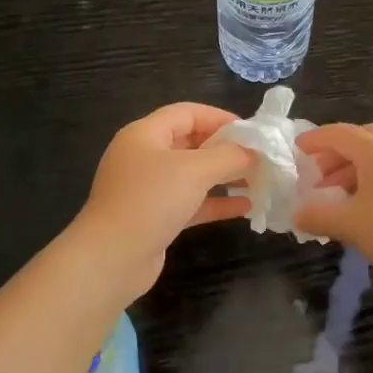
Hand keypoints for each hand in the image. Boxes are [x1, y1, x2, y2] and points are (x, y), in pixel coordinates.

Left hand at [71, 103, 257, 297]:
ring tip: (258, 181)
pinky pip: (190, 202)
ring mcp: (148, 189)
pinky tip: (244, 208)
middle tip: (259, 158)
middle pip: (190, 143)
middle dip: (226, 150)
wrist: (112, 258)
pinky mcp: (154, 218)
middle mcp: (144, 157)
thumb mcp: (195, 170)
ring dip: (224, 177)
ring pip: (192, 175)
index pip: (187, 113)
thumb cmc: (151, 201)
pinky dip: (215, 202)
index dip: (220, 118)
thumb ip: (229, 156)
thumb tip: (253, 153)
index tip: (252, 132)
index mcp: (145, 134)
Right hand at [291, 123, 372, 279]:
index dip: (316, 140)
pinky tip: (363, 208)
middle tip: (319, 173)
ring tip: (336, 197)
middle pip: (363, 139)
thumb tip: (297, 213)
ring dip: (353, 170)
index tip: (297, 148)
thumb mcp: (348, 224)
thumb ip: (318, 215)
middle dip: (337, 152)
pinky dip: (370, 182)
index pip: (339, 134)